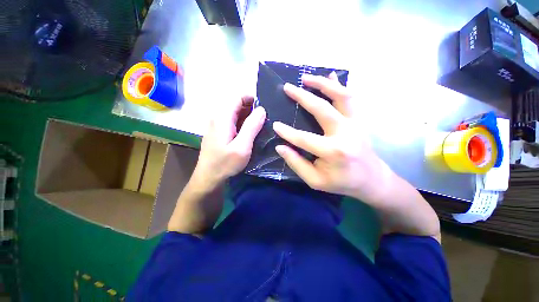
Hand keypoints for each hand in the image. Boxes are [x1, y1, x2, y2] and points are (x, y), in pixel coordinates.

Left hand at [192, 96, 265, 188]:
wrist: (208, 178)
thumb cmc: (225, 164)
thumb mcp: (242, 147)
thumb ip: (251, 126)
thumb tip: (261, 109)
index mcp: (222, 117)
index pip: (238, 97)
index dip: (253, 99)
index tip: (265, 109)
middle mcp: (218, 117)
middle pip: (237, 104)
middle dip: (252, 109)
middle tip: (266, 120)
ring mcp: (217, 124)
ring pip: (236, 113)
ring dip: (249, 117)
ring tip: (261, 126)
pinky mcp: (219, 132)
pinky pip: (233, 122)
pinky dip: (243, 124)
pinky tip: (251, 133)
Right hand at [273, 73, 392, 201]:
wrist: (371, 179)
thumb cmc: (341, 182)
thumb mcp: (315, 180)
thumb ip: (297, 163)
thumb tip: (281, 147)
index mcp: (333, 151)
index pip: (304, 138)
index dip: (287, 132)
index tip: (275, 125)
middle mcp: (346, 133)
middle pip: (322, 108)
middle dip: (302, 96)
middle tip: (287, 87)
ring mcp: (355, 123)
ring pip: (341, 96)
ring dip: (323, 84)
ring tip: (306, 77)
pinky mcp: (359, 120)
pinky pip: (350, 98)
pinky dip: (339, 85)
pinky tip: (331, 76)